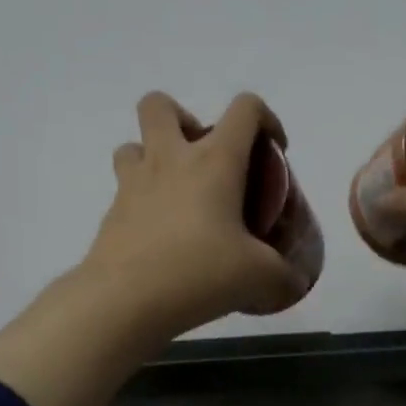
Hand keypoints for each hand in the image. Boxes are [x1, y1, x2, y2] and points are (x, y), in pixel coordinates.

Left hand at [80, 90, 309, 338]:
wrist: (126, 300)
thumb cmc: (200, 273)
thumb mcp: (261, 278)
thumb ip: (284, 277)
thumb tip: (293, 283)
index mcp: (215, 162)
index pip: (245, 109)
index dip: (267, 119)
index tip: (274, 152)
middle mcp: (170, 160)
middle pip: (161, 105)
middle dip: (184, 119)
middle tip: (204, 160)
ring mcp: (133, 185)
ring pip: (133, 145)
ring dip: (153, 158)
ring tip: (176, 195)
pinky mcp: (111, 214)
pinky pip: (123, 191)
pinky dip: (143, 203)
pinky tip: (161, 238)